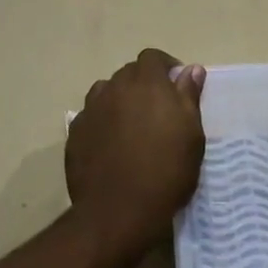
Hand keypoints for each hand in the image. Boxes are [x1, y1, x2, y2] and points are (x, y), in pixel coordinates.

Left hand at [66, 49, 206, 251]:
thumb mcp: (191, 135)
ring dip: (120, 100)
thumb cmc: (166, 172)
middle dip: (143, 83)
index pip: (152, 57)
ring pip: (106, 92)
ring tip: (132, 125)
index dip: (165, 66)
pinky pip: (91, 116)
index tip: (176, 84)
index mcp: (146, 84)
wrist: (118, 210)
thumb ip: (189, 97)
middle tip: (158, 110)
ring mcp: (90, 110)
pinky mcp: (75, 132)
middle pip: (128, 73)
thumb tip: (191, 69)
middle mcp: (114, 88)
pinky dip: (102, 122)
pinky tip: (111, 144)